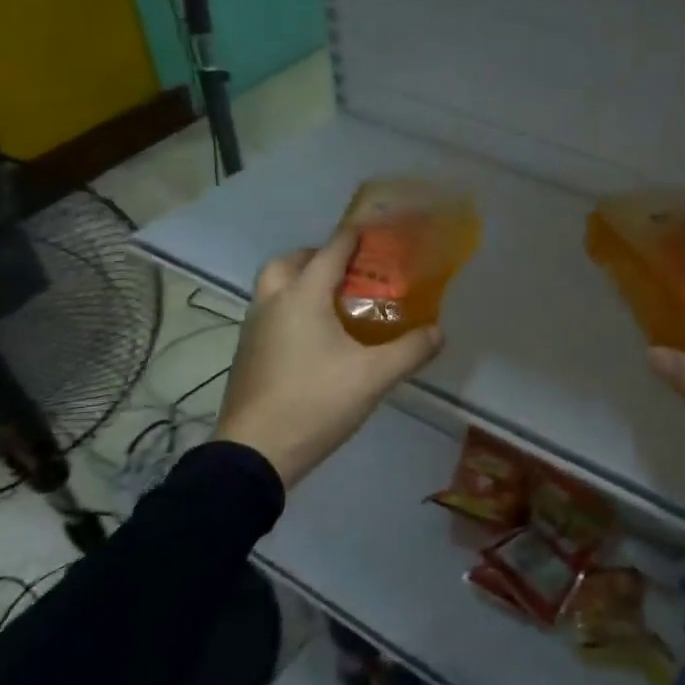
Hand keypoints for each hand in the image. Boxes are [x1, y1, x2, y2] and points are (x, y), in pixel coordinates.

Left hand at [213, 228, 442, 488]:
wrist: (254, 453)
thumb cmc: (315, 402)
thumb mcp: (373, 377)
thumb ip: (410, 351)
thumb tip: (438, 332)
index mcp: (303, 296)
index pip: (331, 251)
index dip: (353, 237)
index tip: (373, 231)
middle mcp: (272, 302)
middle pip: (289, 261)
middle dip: (316, 256)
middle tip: (346, 272)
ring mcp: (253, 328)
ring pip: (273, 287)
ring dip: (298, 281)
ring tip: (332, 303)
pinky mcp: (246, 353)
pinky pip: (268, 313)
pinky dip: (288, 308)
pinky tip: (312, 338)